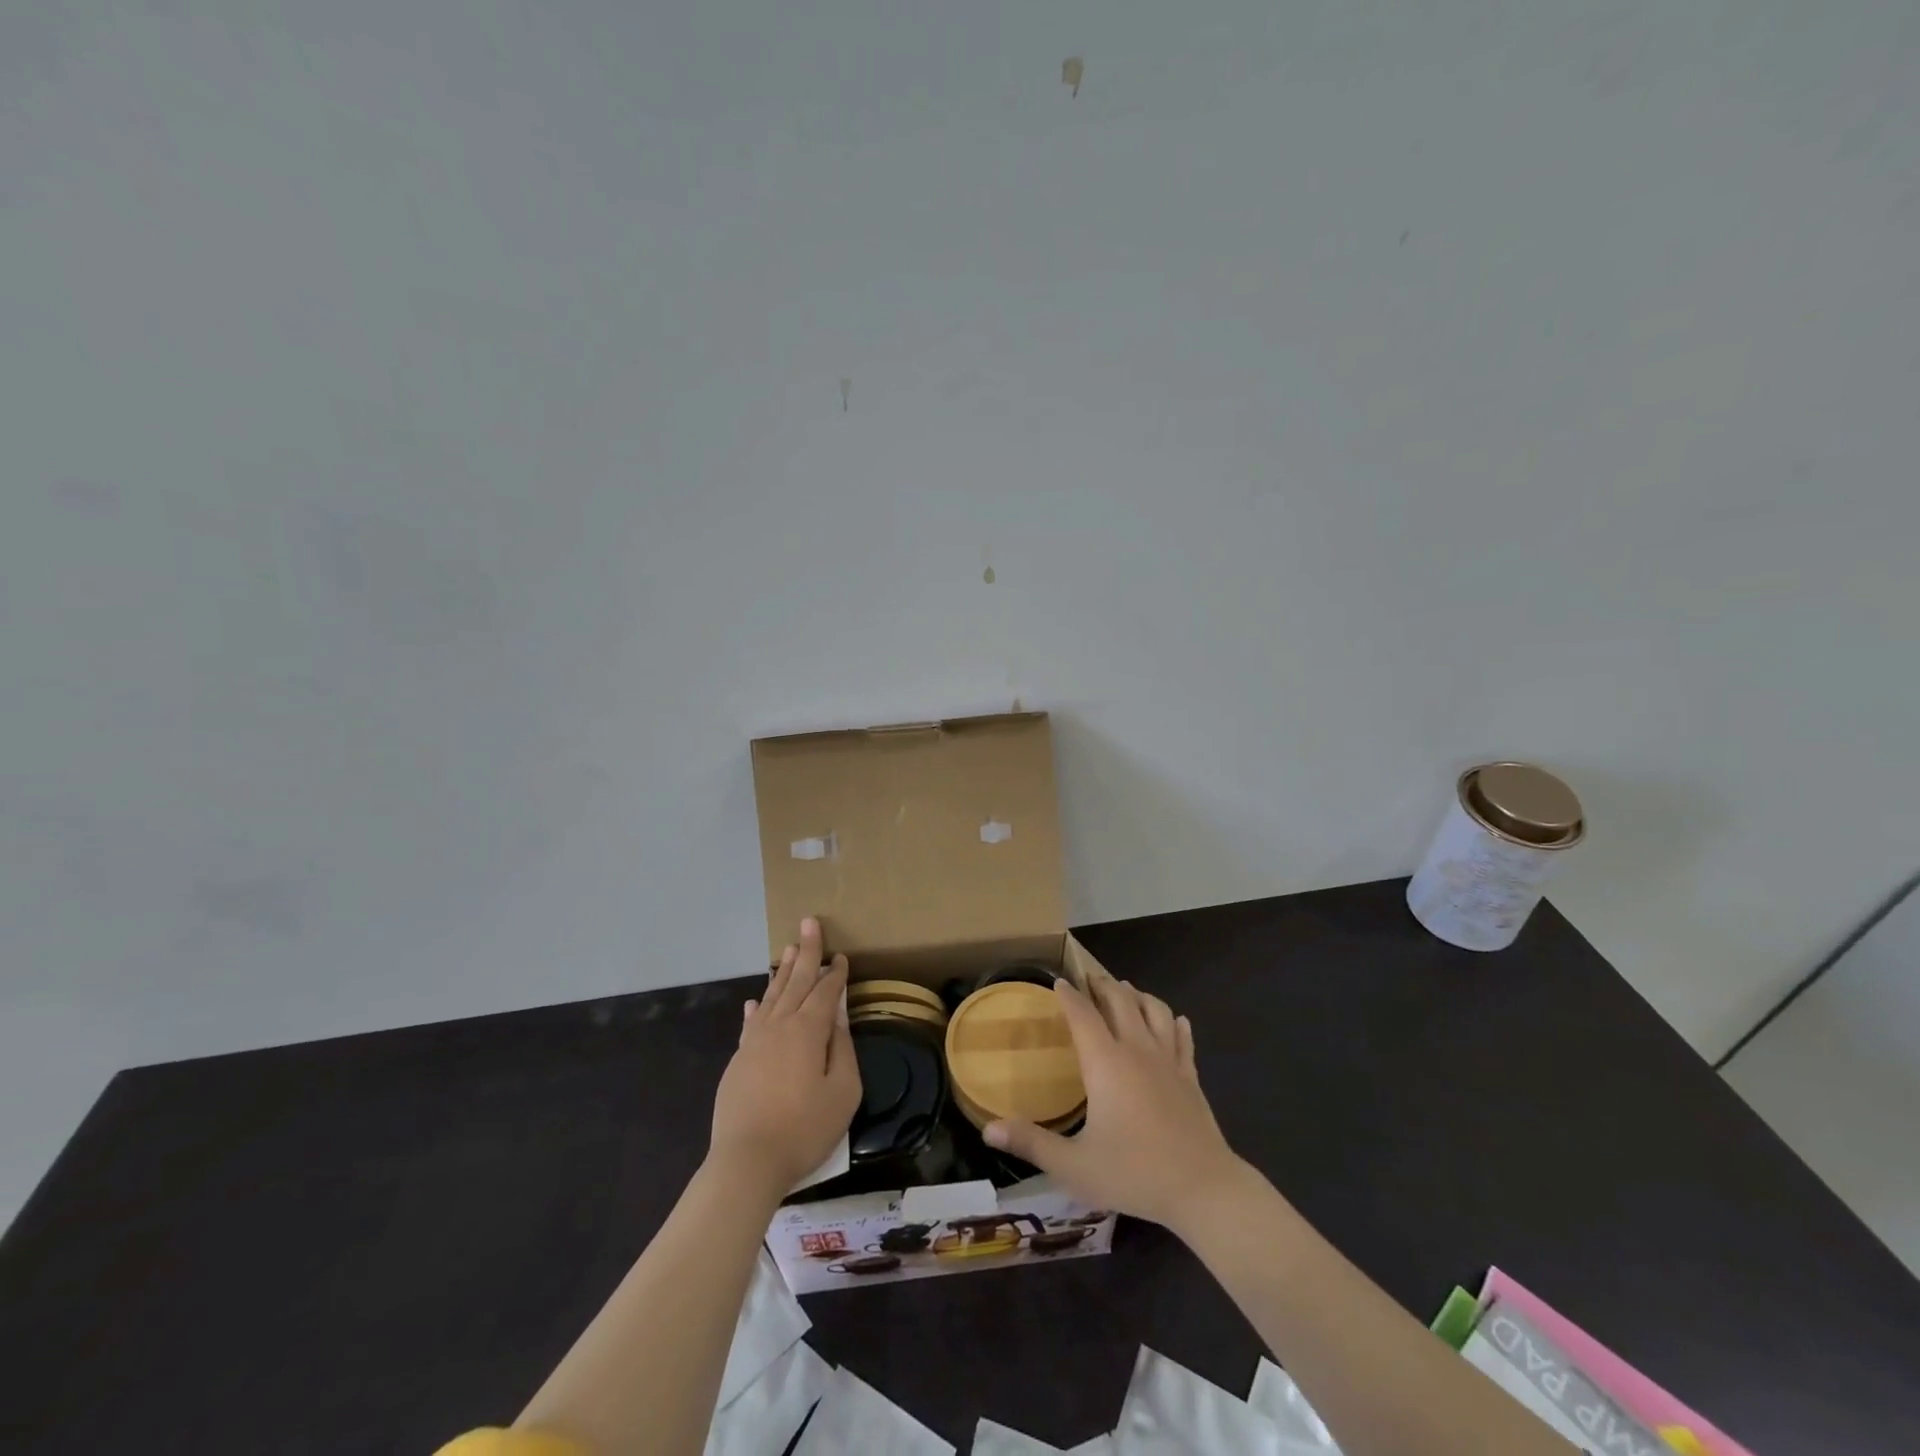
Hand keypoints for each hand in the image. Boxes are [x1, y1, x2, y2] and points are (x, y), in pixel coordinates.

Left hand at [709, 918, 860, 1201]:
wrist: (746, 1162)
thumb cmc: (804, 1128)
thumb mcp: (843, 1092)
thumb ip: (843, 1050)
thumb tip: (839, 1019)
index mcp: (808, 1030)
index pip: (826, 992)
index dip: (836, 973)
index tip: (842, 957)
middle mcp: (780, 1026)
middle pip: (796, 981)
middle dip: (806, 951)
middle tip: (810, 922)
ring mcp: (755, 1042)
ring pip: (772, 996)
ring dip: (783, 971)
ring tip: (789, 949)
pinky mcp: (739, 1061)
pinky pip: (751, 1022)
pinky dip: (757, 1007)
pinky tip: (756, 999)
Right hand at [984, 972, 1241, 1230]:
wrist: (1203, 1189)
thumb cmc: (1134, 1173)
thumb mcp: (1074, 1166)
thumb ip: (1032, 1144)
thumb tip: (988, 1129)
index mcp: (1106, 1063)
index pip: (1083, 1015)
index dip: (1069, 996)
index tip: (1058, 982)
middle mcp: (1137, 1050)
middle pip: (1120, 1001)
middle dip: (1102, 986)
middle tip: (1089, 979)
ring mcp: (1168, 1061)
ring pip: (1155, 1010)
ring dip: (1137, 996)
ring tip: (1126, 991)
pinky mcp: (1190, 1077)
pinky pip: (1182, 1038)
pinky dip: (1175, 1023)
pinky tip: (1175, 1021)